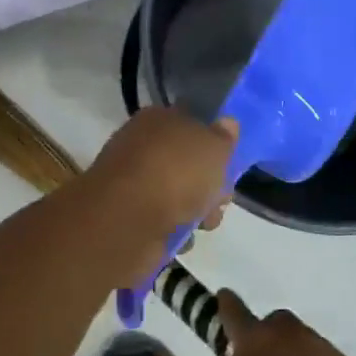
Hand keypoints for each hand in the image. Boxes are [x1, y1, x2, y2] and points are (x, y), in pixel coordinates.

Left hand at [80, 109, 235, 279]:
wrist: (127, 221)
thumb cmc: (176, 173)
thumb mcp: (214, 147)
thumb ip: (224, 137)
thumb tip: (227, 123)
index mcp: (158, 119)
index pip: (191, 122)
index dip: (213, 143)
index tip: (228, 163)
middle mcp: (142, 146)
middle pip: (187, 163)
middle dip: (210, 184)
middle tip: (220, 199)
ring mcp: (133, 182)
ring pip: (178, 194)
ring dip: (197, 211)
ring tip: (204, 223)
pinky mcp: (128, 216)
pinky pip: (163, 221)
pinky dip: (175, 230)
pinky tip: (181, 237)